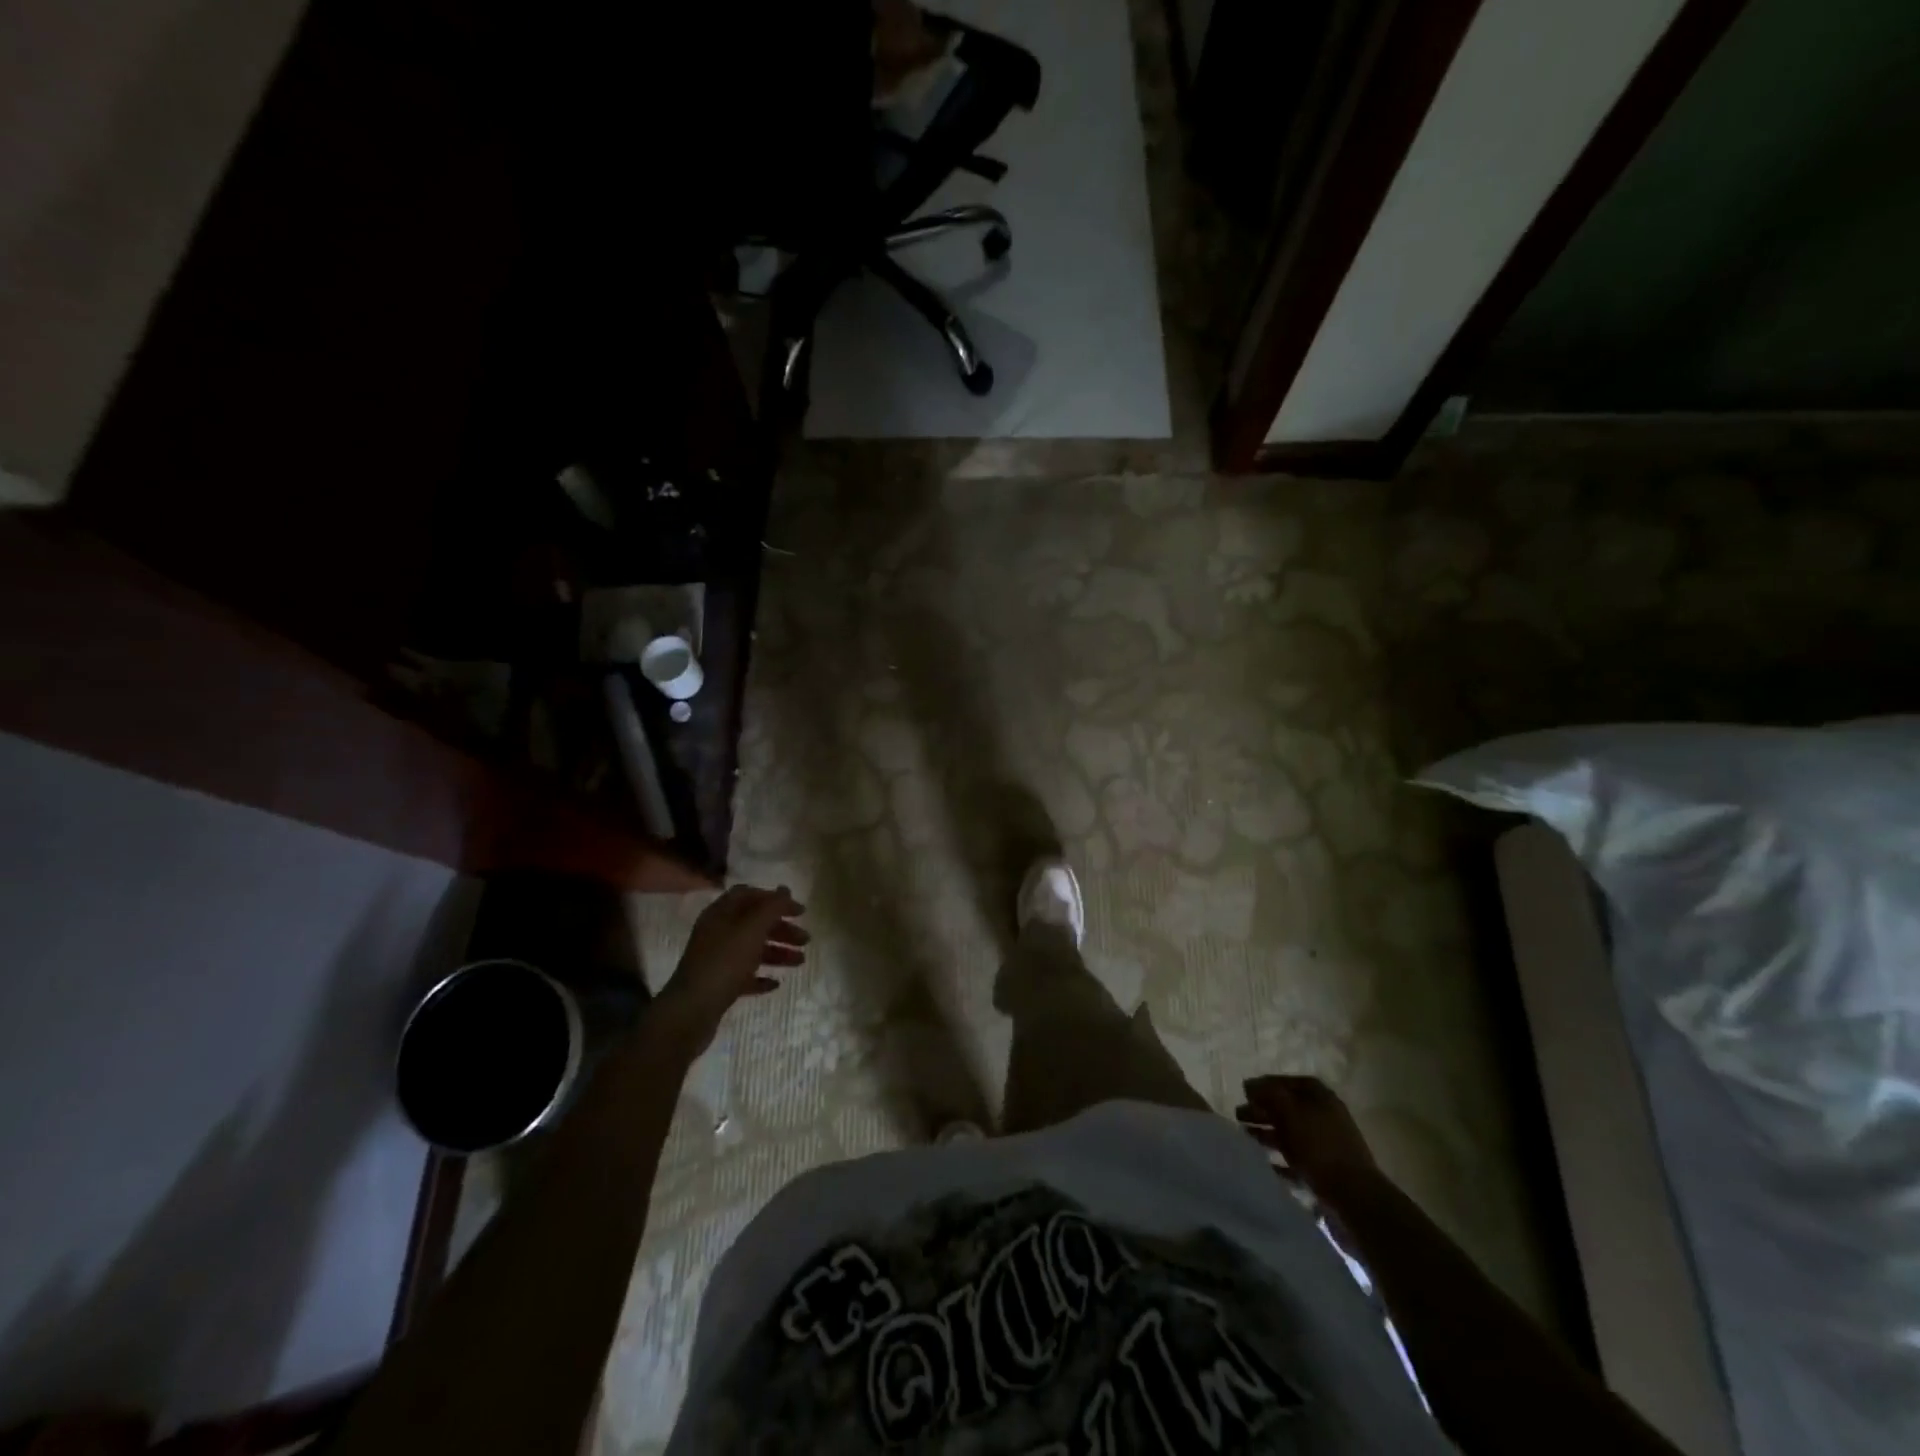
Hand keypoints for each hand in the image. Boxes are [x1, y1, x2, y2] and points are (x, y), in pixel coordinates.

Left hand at [657, 885, 807, 1053]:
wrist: (690, 1012)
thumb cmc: (724, 963)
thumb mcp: (752, 930)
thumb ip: (771, 907)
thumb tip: (785, 889)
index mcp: (721, 914)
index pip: (750, 895)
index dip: (775, 900)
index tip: (799, 912)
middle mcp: (717, 932)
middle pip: (754, 923)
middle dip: (781, 929)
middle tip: (805, 940)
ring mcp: (716, 959)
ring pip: (752, 949)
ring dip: (777, 952)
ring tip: (800, 962)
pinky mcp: (718, 984)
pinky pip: (744, 975)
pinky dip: (761, 976)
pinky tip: (776, 984)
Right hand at [1237, 1075, 1377, 1203]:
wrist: (1355, 1198)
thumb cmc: (1319, 1146)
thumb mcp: (1289, 1111)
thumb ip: (1268, 1094)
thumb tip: (1250, 1085)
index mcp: (1320, 1097)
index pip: (1288, 1082)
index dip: (1265, 1085)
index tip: (1244, 1092)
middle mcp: (1325, 1117)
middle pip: (1288, 1108)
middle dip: (1262, 1110)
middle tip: (1238, 1115)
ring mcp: (1327, 1145)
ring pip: (1291, 1134)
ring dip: (1268, 1134)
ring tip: (1245, 1137)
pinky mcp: (1326, 1171)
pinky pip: (1298, 1160)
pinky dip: (1280, 1160)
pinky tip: (1265, 1164)